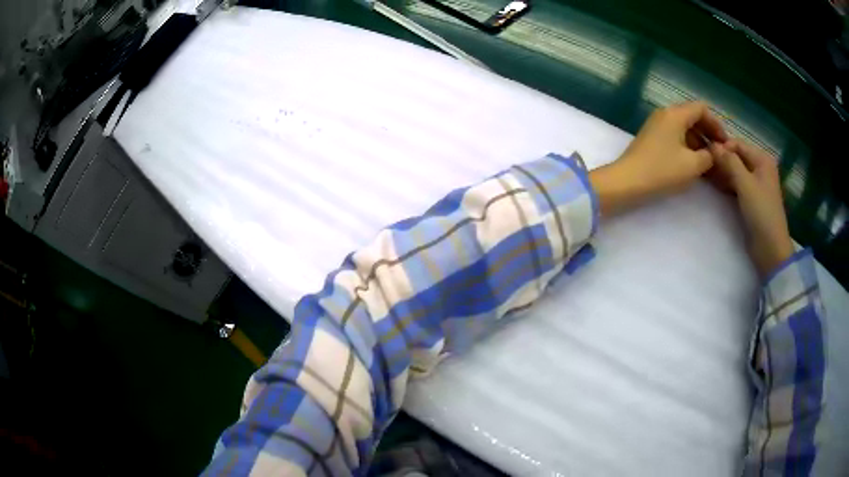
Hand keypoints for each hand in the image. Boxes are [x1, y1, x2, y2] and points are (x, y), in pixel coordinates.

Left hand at [590, 101, 727, 215]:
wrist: (627, 181)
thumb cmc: (662, 170)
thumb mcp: (692, 165)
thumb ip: (709, 156)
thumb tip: (716, 152)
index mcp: (675, 114)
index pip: (701, 109)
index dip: (716, 124)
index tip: (725, 143)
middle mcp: (665, 114)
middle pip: (693, 116)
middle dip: (709, 133)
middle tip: (720, 153)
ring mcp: (657, 125)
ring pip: (685, 127)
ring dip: (699, 141)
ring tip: (710, 162)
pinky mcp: (653, 137)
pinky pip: (676, 136)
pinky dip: (688, 146)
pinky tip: (695, 163)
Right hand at [708, 140, 793, 277]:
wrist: (770, 248)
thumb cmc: (761, 212)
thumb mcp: (745, 184)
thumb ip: (729, 162)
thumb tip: (712, 145)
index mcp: (762, 159)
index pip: (737, 144)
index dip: (721, 147)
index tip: (705, 155)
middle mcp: (760, 167)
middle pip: (736, 156)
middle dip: (721, 160)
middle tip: (703, 166)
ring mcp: (756, 183)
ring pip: (735, 170)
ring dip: (722, 172)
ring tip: (706, 176)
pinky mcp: (751, 198)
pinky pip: (737, 184)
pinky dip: (727, 183)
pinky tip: (715, 186)